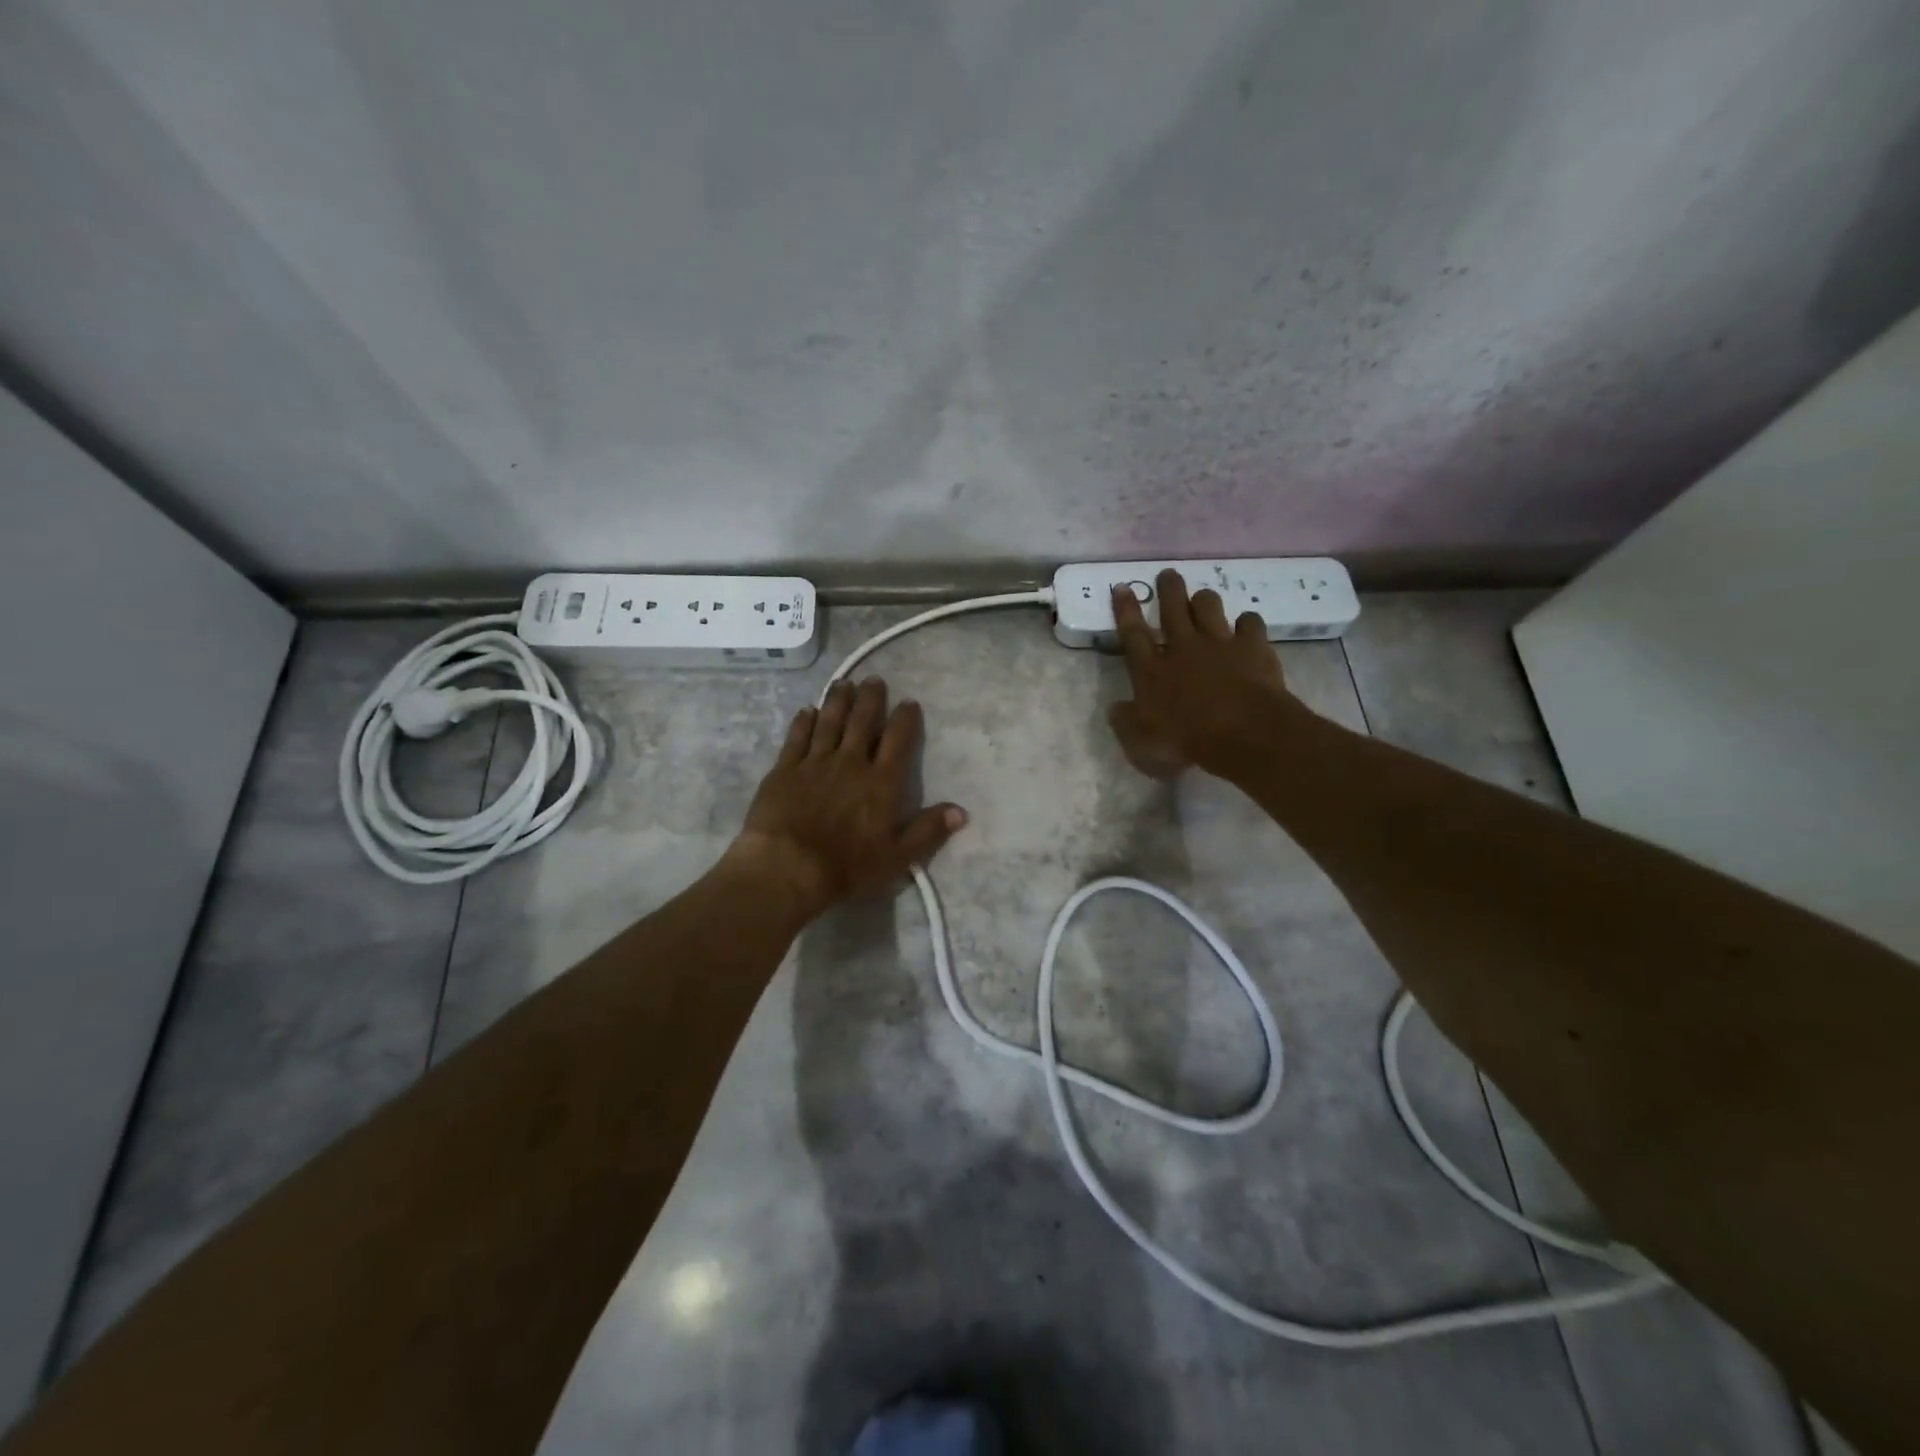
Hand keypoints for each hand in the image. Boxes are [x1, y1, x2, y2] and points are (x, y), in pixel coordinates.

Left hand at [728, 678, 965, 914]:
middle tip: (874, 680)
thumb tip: (961, 811)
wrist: (788, 866)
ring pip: (829, 723)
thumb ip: (928, 831)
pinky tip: (806, 710)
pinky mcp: (784, 769)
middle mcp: (851, 763)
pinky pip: (796, 738)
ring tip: (843, 683)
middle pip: (862, 722)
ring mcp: (815, 763)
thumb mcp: (897, 856)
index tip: (909, 702)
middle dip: (870, 699)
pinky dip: (803, 722)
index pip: (898, 741)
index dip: (905, 719)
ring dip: (838, 701)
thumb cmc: (847, 865)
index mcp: (881, 782)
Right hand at [1108, 570, 1300, 778]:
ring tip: (1203, 598)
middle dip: (1169, 588)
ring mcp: (1219, 644)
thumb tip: (1115, 708)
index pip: (1133, 634)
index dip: (1125, 610)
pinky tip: (1247, 627)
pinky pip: (1250, 622)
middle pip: (1173, 608)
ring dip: (1204, 600)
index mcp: (1151, 671)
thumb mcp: (1140, 742)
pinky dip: (1247, 623)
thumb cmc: (1185, 740)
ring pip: (1209, 606)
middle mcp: (1183, 648)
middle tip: (1168, 574)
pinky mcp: (1252, 647)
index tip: (1122, 587)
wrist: (1242, 733)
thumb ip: (1125, 722)